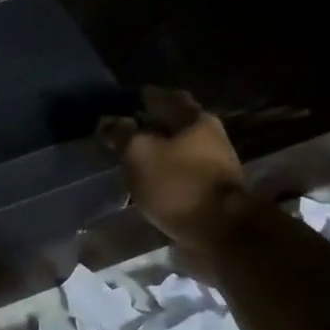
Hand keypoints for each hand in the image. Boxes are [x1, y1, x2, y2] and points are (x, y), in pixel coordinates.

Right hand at [98, 87, 247, 250]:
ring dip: (157, 154)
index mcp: (194, 119)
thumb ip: (121, 134)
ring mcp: (215, 166)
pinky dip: (165, 176)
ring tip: (132, 162)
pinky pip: (182, 176)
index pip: (166, 97)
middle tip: (123, 136)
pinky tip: (149, 185)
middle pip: (175, 125)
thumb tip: (107, 121)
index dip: (142, 98)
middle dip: (150, 128)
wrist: (222, 232)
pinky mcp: (212, 192)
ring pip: (179, 151)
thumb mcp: (139, 154)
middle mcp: (210, 136)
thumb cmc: (178, 185)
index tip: (120, 105)